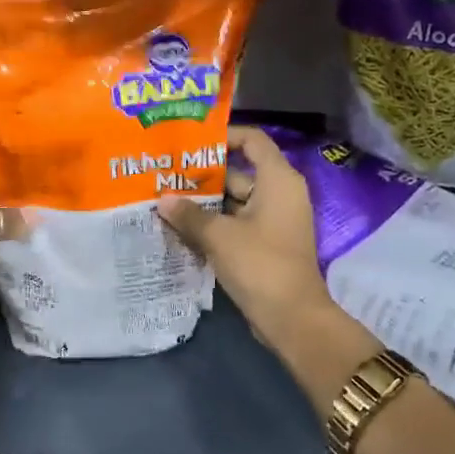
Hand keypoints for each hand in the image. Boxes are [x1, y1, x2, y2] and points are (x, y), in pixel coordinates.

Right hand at [156, 125, 336, 353]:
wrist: (293, 318)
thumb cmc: (260, 264)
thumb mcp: (219, 236)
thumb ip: (189, 214)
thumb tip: (162, 200)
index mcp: (277, 180)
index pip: (252, 140)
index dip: (224, 136)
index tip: (191, 142)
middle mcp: (279, 193)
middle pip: (239, 170)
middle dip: (204, 173)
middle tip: (167, 171)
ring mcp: (274, 219)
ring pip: (235, 199)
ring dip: (205, 200)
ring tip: (167, 196)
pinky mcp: (267, 242)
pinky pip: (237, 220)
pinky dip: (215, 221)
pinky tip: (182, 224)